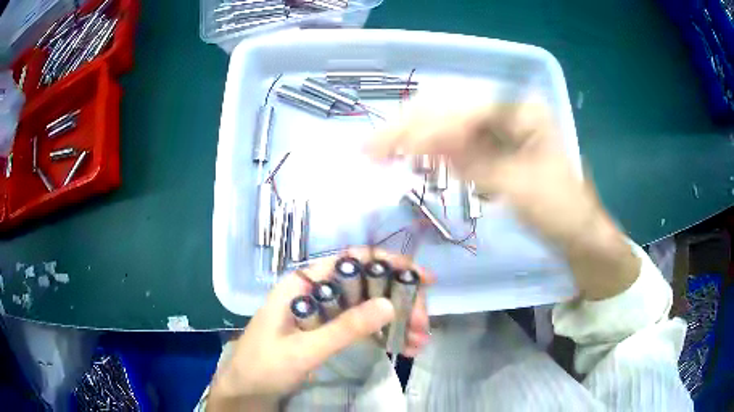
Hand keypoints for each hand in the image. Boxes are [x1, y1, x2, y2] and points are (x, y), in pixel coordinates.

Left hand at [208, 248, 432, 410]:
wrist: (245, 391)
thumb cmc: (263, 366)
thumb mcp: (303, 350)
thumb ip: (343, 329)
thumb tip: (389, 304)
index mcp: (303, 284)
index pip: (351, 260)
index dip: (389, 263)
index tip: (422, 278)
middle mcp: (316, 292)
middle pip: (367, 284)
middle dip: (399, 301)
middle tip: (422, 326)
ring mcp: (323, 312)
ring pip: (368, 306)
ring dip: (397, 320)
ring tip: (418, 342)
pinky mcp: (328, 332)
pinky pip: (362, 326)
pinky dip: (384, 335)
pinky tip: (403, 347)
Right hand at [368, 90, 638, 299]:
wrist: (577, 231)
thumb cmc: (559, 210)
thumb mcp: (521, 188)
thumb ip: (476, 164)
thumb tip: (429, 145)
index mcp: (522, 112)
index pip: (466, 113)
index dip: (428, 131)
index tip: (394, 152)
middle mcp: (508, 111)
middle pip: (450, 110)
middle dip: (410, 128)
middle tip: (372, 149)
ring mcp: (500, 128)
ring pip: (447, 124)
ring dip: (414, 137)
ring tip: (381, 153)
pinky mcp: (494, 147)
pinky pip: (455, 142)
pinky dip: (430, 150)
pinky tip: (412, 158)